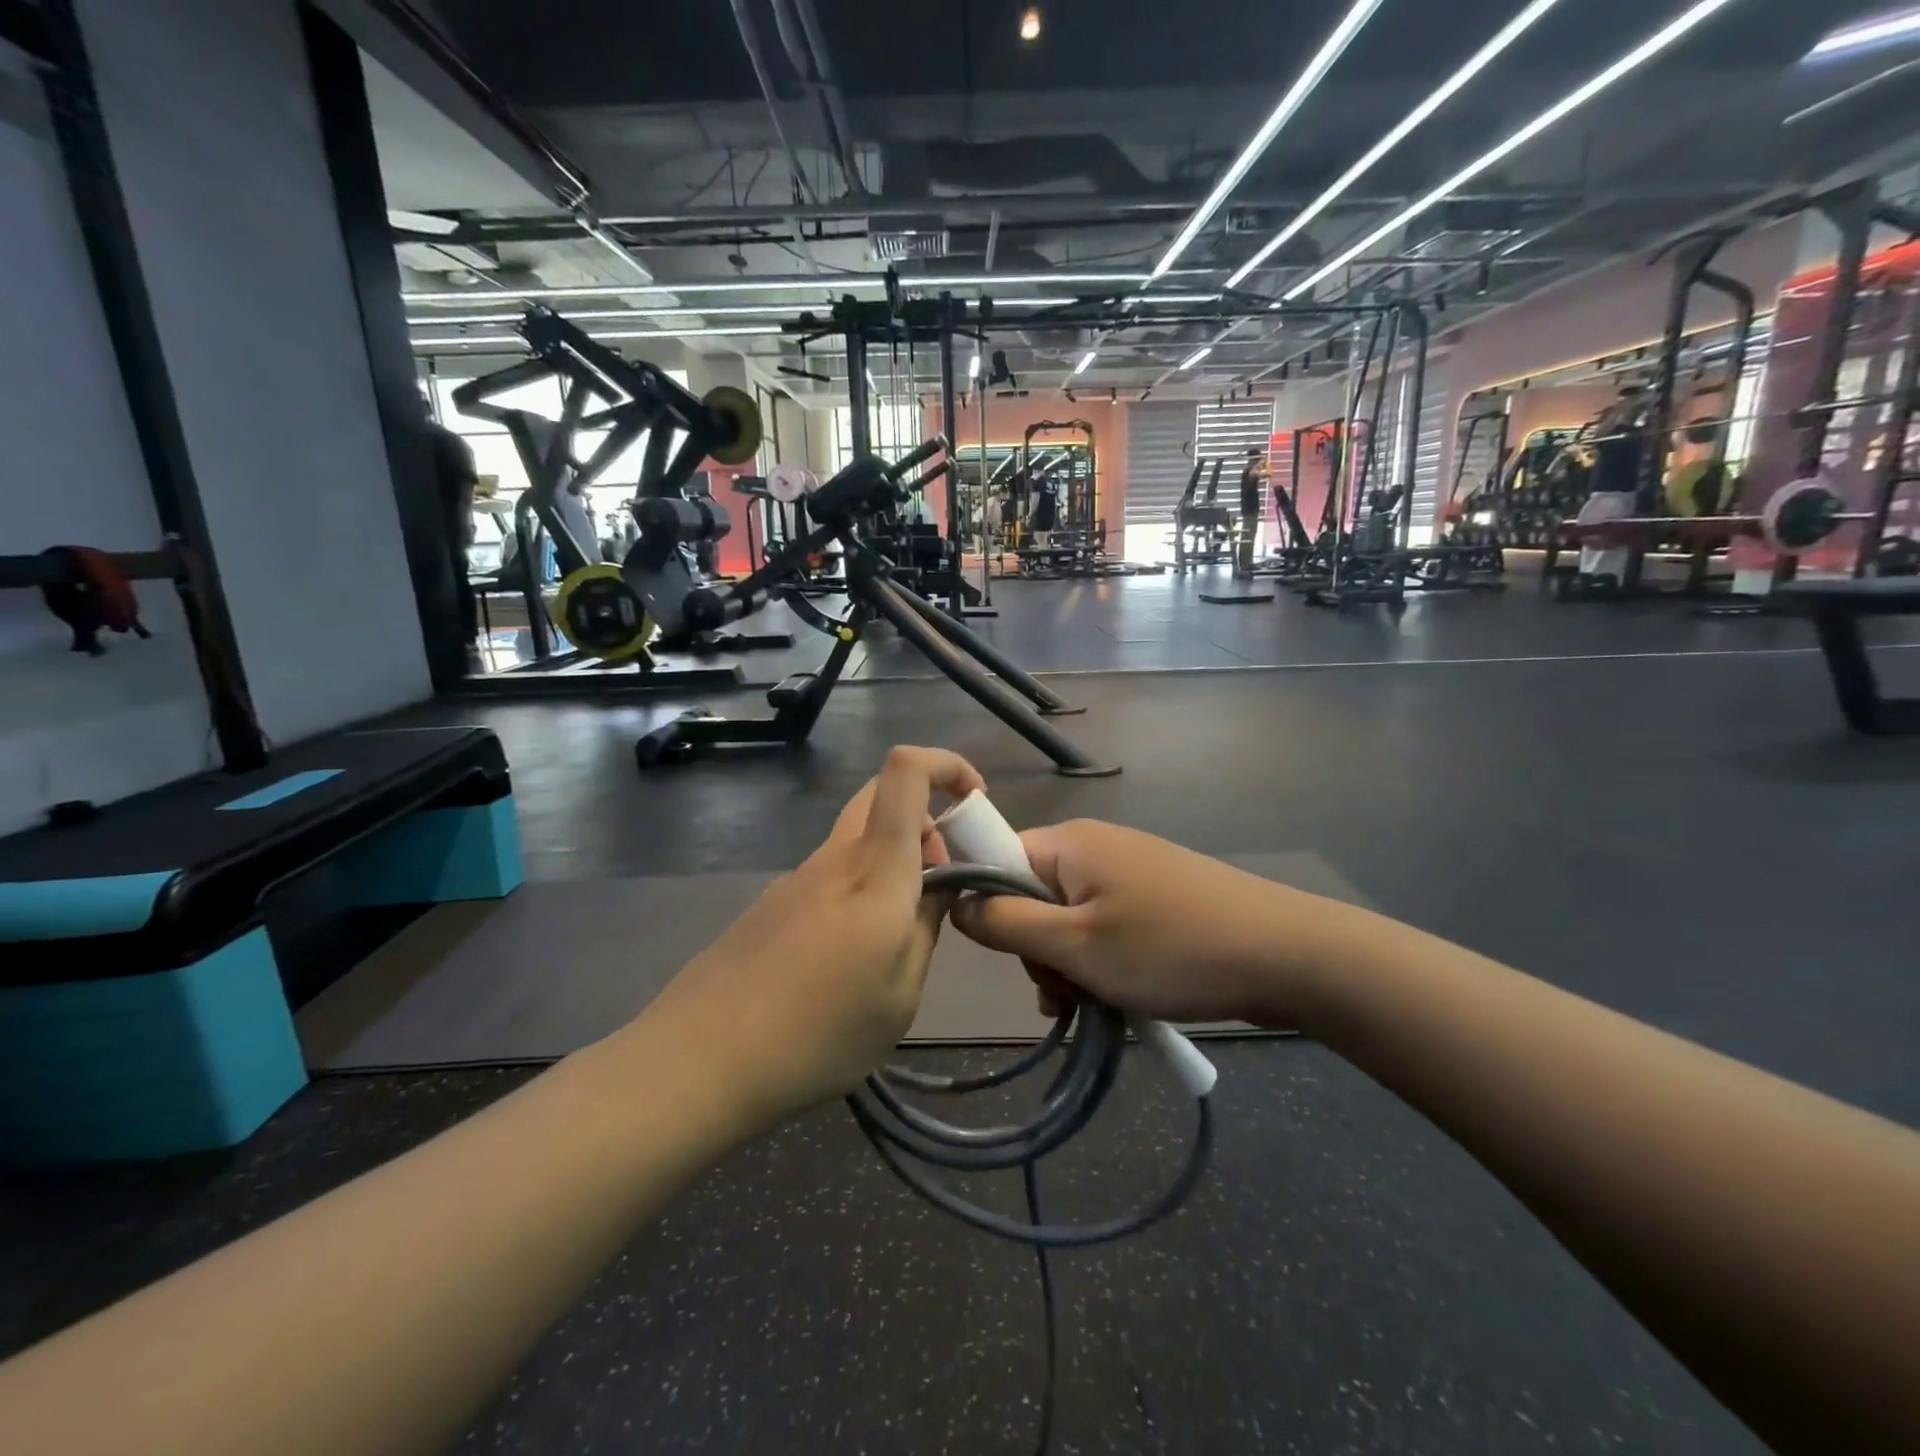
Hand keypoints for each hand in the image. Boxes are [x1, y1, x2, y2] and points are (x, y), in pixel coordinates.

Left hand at [645, 747, 985, 1128]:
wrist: (699, 1061)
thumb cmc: (817, 1034)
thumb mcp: (900, 995)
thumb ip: (927, 929)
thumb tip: (940, 888)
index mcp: (875, 869)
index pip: (904, 772)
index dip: (946, 764)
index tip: (975, 802)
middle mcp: (834, 857)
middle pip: (881, 794)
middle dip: (927, 816)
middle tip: (943, 876)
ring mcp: (797, 878)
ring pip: (858, 837)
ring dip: (894, 860)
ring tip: (902, 934)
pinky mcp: (773, 904)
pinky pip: (832, 873)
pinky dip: (861, 888)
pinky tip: (851, 957)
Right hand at [954, 820, 1347, 1026]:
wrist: (1286, 954)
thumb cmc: (1169, 948)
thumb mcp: (1075, 945)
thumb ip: (1006, 924)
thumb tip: (955, 903)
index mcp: (1069, 843)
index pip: (996, 861)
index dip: (989, 908)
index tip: (1010, 955)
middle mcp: (1095, 846)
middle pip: (1032, 896)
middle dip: (1039, 949)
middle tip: (1067, 990)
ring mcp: (1129, 870)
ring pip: (1068, 919)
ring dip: (1070, 964)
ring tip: (1098, 1002)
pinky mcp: (1155, 896)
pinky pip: (1104, 925)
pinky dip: (1101, 961)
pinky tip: (1119, 997)